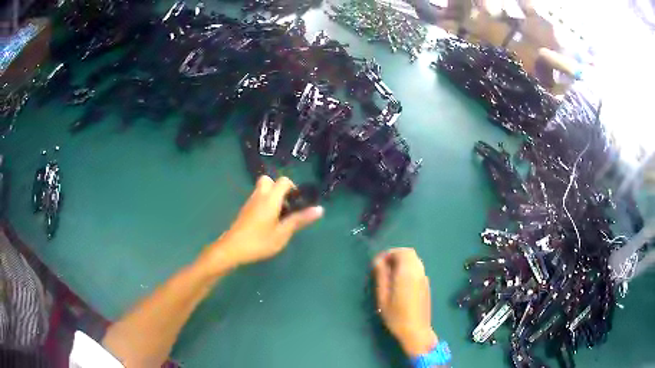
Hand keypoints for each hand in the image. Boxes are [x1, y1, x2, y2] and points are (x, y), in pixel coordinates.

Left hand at [199, 176, 322, 274]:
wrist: (231, 249)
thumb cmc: (259, 242)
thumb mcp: (282, 233)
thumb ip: (300, 220)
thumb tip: (320, 209)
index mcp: (270, 199)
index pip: (283, 181)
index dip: (293, 188)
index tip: (297, 203)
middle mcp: (259, 196)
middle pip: (269, 181)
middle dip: (279, 189)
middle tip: (285, 207)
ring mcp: (249, 202)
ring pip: (262, 190)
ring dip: (272, 197)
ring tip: (278, 217)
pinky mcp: (244, 211)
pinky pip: (257, 199)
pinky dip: (264, 204)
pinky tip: (267, 222)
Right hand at [373, 248, 437, 357]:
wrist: (416, 330)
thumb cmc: (396, 315)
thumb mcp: (383, 297)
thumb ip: (381, 276)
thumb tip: (378, 261)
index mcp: (408, 272)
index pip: (401, 252)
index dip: (388, 253)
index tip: (377, 263)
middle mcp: (419, 271)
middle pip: (410, 253)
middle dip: (395, 256)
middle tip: (383, 267)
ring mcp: (424, 278)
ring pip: (415, 261)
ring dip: (402, 262)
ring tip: (389, 275)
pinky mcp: (426, 285)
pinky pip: (417, 269)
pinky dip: (408, 268)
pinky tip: (399, 282)